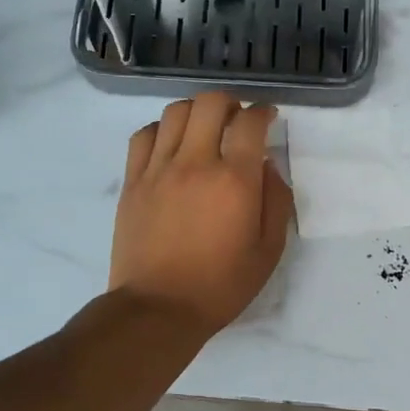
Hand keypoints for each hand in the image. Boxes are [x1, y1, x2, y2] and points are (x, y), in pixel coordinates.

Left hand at [110, 93, 293, 333]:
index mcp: (234, 181)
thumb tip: (268, 167)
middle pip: (210, 103)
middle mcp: (196, 163)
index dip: (263, 112)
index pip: (250, 123)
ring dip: (196, 112)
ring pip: (175, 112)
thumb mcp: (268, 251)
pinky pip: (144, 135)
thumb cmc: (220, 285)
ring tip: (204, 128)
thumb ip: (276, 202)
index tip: (268, 117)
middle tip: (237, 120)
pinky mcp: (133, 181)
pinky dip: (162, 129)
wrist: (159, 308)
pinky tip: (171, 144)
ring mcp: (158, 169)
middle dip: (230, 102)